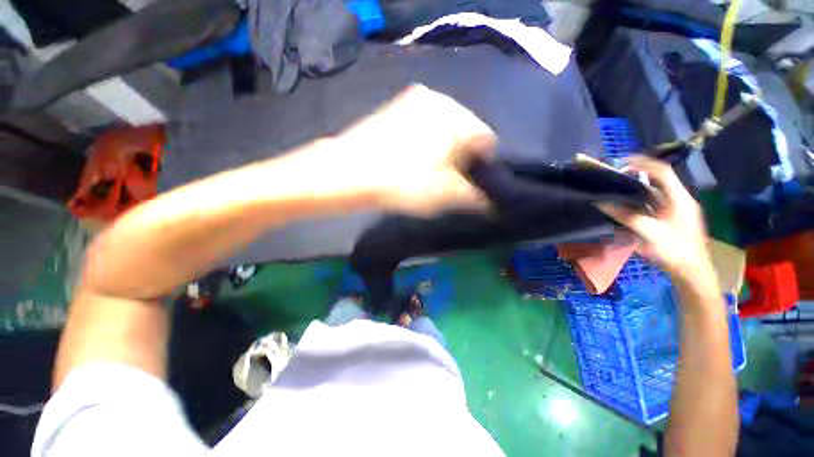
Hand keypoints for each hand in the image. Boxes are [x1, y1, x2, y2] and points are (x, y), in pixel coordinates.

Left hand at [334, 85, 496, 215]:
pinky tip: (414, 159)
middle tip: (449, 180)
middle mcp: (438, 98)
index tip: (472, 183)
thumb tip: (489, 200)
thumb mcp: (442, 194)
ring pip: (444, 128)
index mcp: (454, 116)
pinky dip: (428, 141)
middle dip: (462, 157)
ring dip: (444, 150)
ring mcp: (414, 100)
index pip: (486, 140)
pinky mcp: (397, 107)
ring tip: (429, 171)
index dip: (483, 166)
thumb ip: (472, 195)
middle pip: (465, 132)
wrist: (347, 172)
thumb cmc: (400, 183)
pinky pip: (425, 125)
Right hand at [596, 156, 712, 280]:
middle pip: (659, 180)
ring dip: (638, 188)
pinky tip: (628, 204)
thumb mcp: (648, 232)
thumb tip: (601, 203)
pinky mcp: (673, 218)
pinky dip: (641, 200)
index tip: (622, 163)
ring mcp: (677, 209)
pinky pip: (655, 203)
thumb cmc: (673, 250)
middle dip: (638, 175)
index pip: (662, 171)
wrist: (692, 271)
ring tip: (619, 188)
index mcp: (679, 198)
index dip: (643, 163)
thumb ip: (625, 216)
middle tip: (617, 176)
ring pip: (656, 192)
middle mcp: (680, 199)